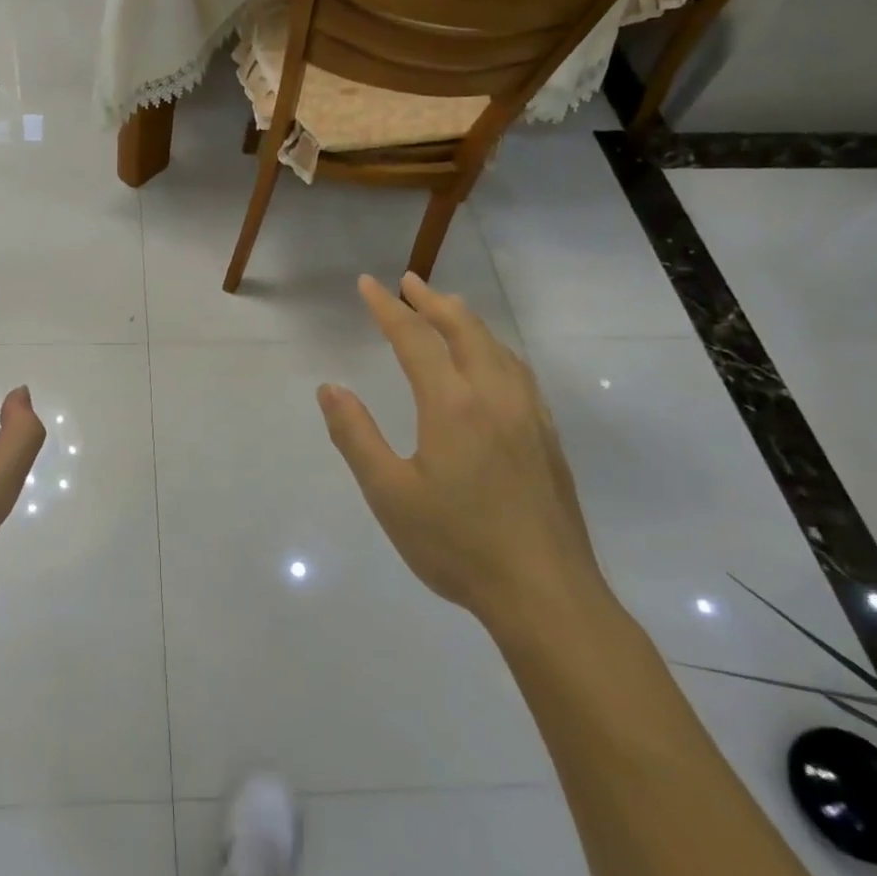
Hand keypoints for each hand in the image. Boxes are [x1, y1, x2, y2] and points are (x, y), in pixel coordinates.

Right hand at [316, 273, 604, 627]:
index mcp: (452, 405)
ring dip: (467, 320)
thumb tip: (330, 388)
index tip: (367, 284)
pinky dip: (494, 349)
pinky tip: (492, 363)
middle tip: (408, 282)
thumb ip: (355, 435)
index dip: (388, 309)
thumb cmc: (456, 544)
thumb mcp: (389, 493)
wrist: (545, 593)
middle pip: (464, 331)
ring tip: (447, 309)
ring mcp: (528, 416)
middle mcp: (494, 397)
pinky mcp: (546, 438)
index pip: (415, 339)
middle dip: (433, 302)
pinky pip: (518, 372)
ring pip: (497, 348)